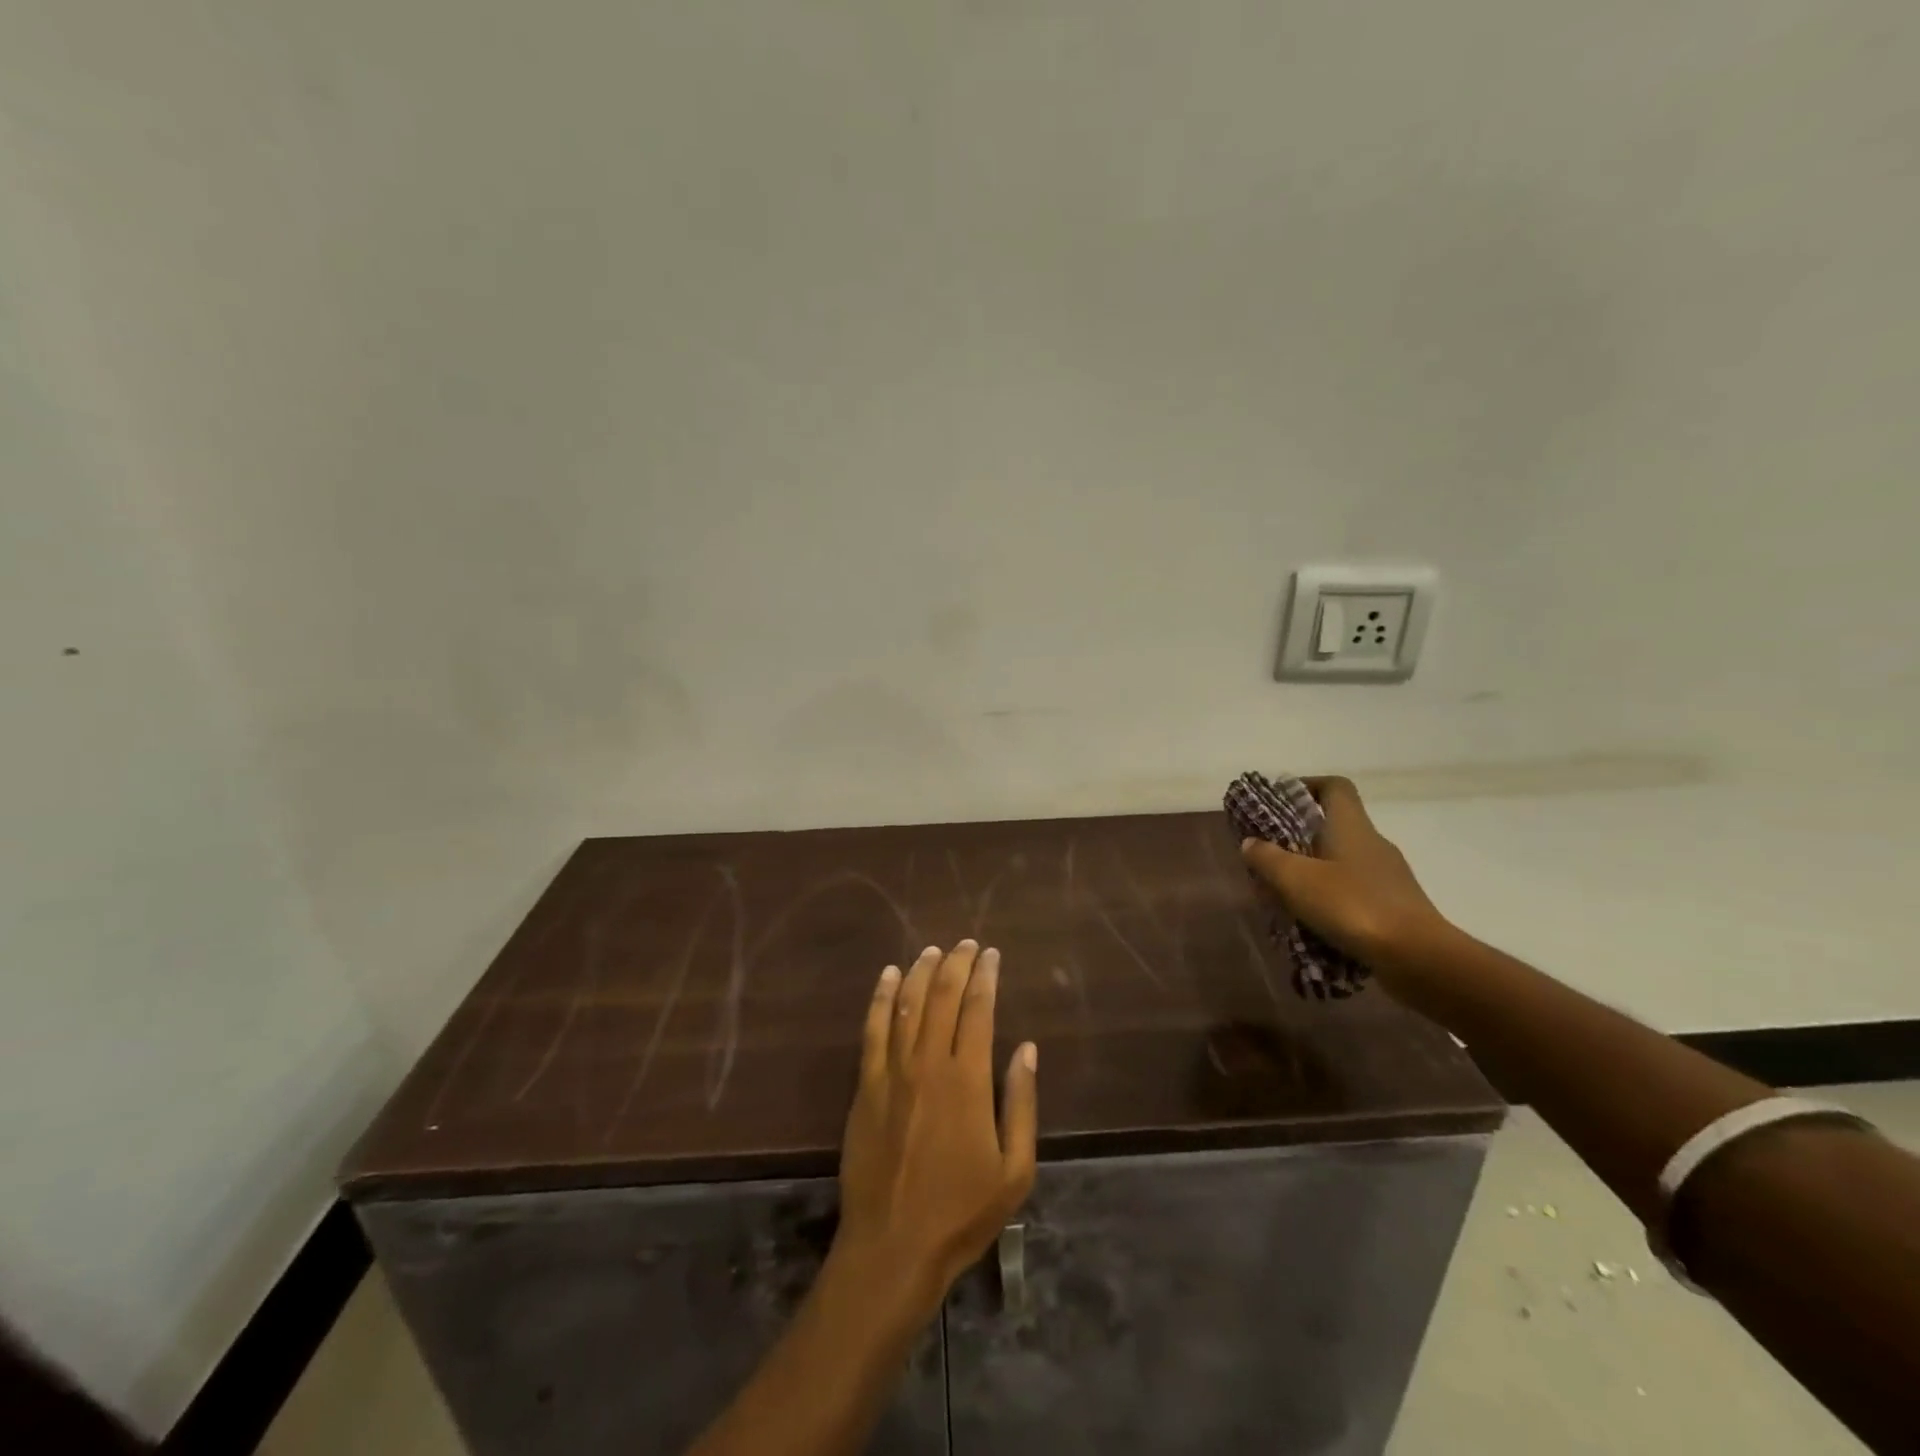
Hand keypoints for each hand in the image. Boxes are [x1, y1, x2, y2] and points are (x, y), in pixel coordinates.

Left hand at [835, 941, 1037, 1317]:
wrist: (893, 1246)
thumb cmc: (961, 1212)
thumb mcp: (1014, 1170)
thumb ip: (1022, 1104)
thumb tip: (1027, 1048)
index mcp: (968, 1081)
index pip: (978, 1010)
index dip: (986, 977)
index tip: (992, 955)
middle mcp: (929, 1064)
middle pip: (942, 997)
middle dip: (956, 964)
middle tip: (966, 944)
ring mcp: (892, 1071)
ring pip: (907, 1004)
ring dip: (921, 972)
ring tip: (933, 951)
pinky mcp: (866, 1085)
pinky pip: (873, 1029)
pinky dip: (882, 998)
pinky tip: (888, 976)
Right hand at [1239, 776, 1451, 970]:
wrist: (1419, 958)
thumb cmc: (1353, 906)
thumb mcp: (1297, 880)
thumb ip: (1268, 858)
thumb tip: (1251, 842)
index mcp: (1352, 826)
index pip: (1334, 786)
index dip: (1307, 785)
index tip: (1278, 801)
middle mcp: (1372, 844)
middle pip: (1333, 826)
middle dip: (1297, 837)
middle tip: (1268, 855)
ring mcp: (1387, 876)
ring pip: (1340, 862)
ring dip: (1311, 873)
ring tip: (1282, 894)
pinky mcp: (1393, 906)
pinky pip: (1353, 892)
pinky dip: (1329, 899)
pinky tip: (1311, 922)